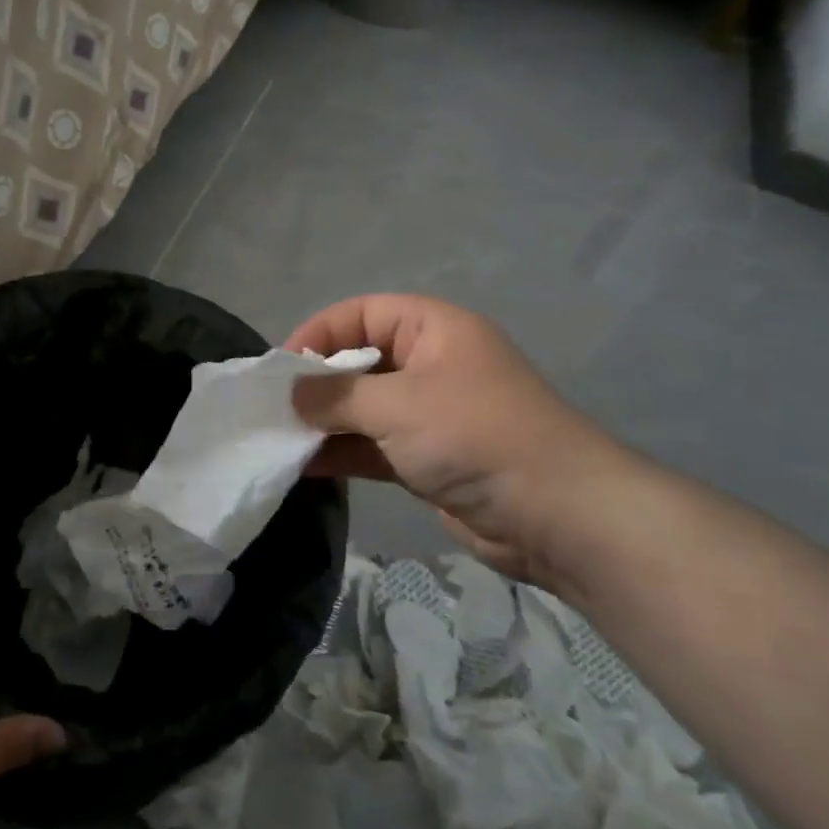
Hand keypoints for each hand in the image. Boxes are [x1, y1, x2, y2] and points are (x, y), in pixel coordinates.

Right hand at [288, 295, 638, 589]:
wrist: (555, 515)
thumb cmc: (473, 435)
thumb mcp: (397, 405)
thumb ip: (336, 396)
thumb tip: (291, 395)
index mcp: (433, 329)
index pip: (363, 313)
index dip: (320, 333)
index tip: (281, 367)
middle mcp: (431, 364)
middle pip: (360, 360)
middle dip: (317, 383)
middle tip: (274, 407)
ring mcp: (430, 414)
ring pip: (364, 408)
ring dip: (325, 422)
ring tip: (279, 438)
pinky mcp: (428, 458)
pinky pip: (374, 445)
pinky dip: (343, 452)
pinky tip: (303, 465)